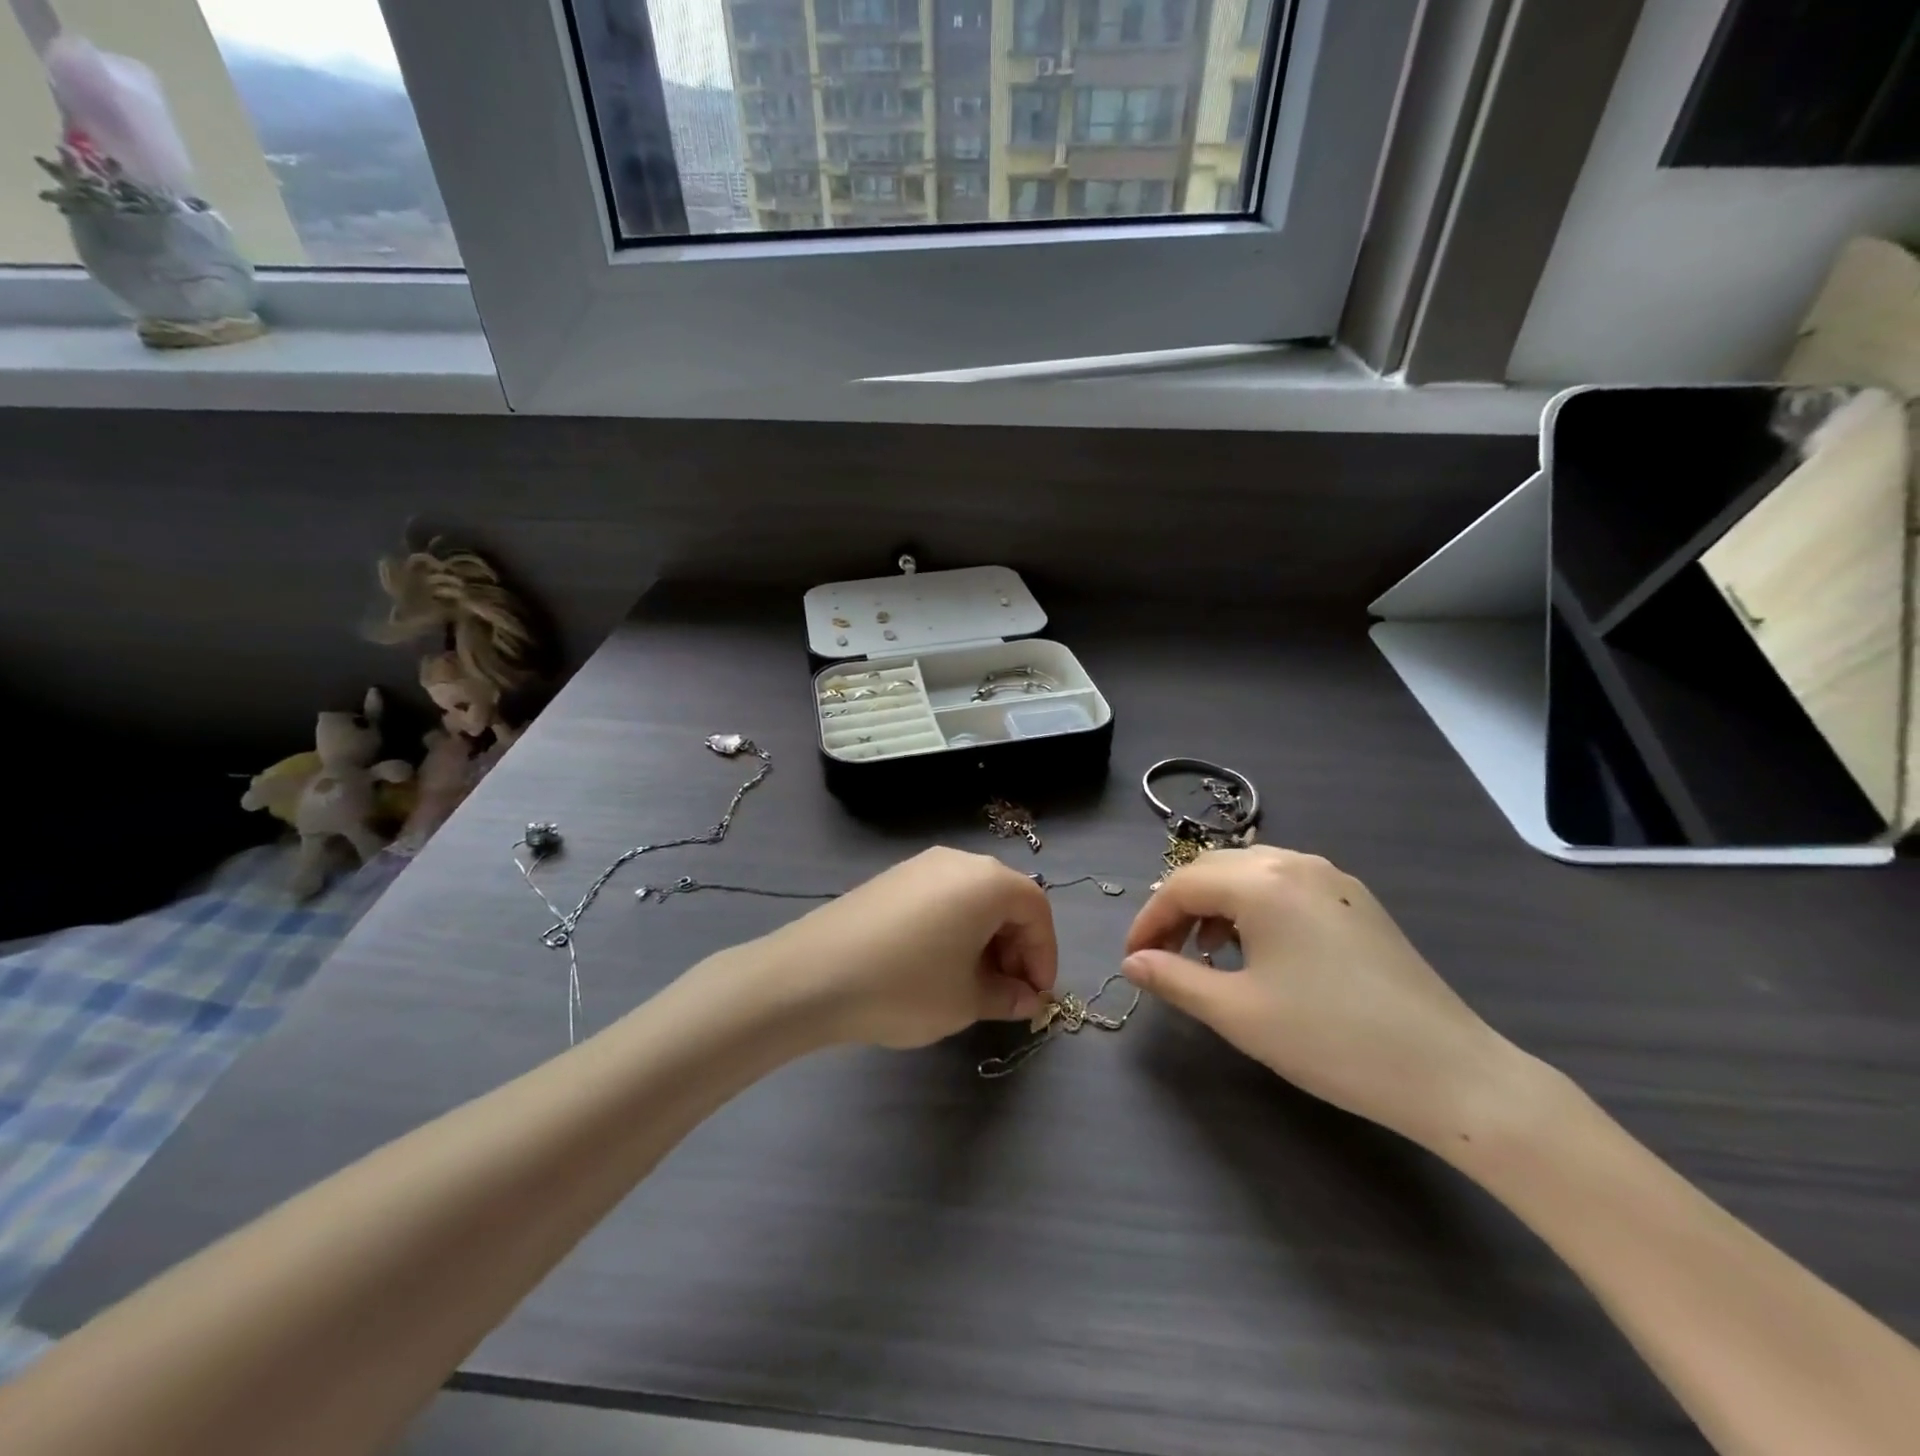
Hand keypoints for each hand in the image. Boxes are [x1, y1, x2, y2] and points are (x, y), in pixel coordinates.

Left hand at [750, 847, 1058, 1049]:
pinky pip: (942, 898)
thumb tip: (1025, 997)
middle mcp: (958, 861)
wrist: (811, 975)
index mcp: (987, 881)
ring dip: (986, 939)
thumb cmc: (905, 986)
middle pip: (1006, 899)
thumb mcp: (965, 1001)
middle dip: (1016, 947)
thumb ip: (1006, 996)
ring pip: (973, 898)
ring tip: (973, 984)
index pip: (1037, 910)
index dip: (1044, 954)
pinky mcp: (892, 878)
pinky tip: (937, 965)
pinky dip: (955, 928)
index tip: (1035, 996)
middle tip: (1007, 993)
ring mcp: (921, 865)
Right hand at [1122, 847, 1526, 1150]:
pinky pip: (1284, 886)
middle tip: (1161, 954)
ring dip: (1215, 905)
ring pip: (1249, 874)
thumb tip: (1132, 963)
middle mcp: (1295, 863)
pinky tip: (1256, 949)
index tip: (1132, 958)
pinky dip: (1253, 908)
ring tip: (1206, 954)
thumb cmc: (1330, 1040)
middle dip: (1178, 907)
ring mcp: (1331, 878)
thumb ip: (1174, 979)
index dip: (1148, 919)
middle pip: (1213, 870)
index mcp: (1263, 881)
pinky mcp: (1355, 900)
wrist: (1448, 1072)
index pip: (1182, 885)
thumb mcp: (1238, 1013)